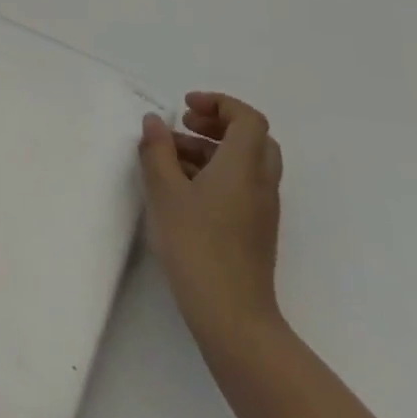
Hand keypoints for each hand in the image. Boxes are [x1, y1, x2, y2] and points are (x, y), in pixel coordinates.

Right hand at [138, 91, 284, 350]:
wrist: (232, 314)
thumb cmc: (195, 245)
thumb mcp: (164, 191)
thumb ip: (157, 150)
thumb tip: (154, 121)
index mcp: (244, 166)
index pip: (247, 118)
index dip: (218, 103)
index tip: (184, 107)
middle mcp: (261, 182)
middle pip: (252, 137)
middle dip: (217, 123)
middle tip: (183, 125)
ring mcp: (262, 208)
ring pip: (246, 162)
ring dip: (213, 148)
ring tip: (171, 157)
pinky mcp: (256, 228)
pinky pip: (242, 183)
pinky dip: (218, 171)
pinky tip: (184, 188)